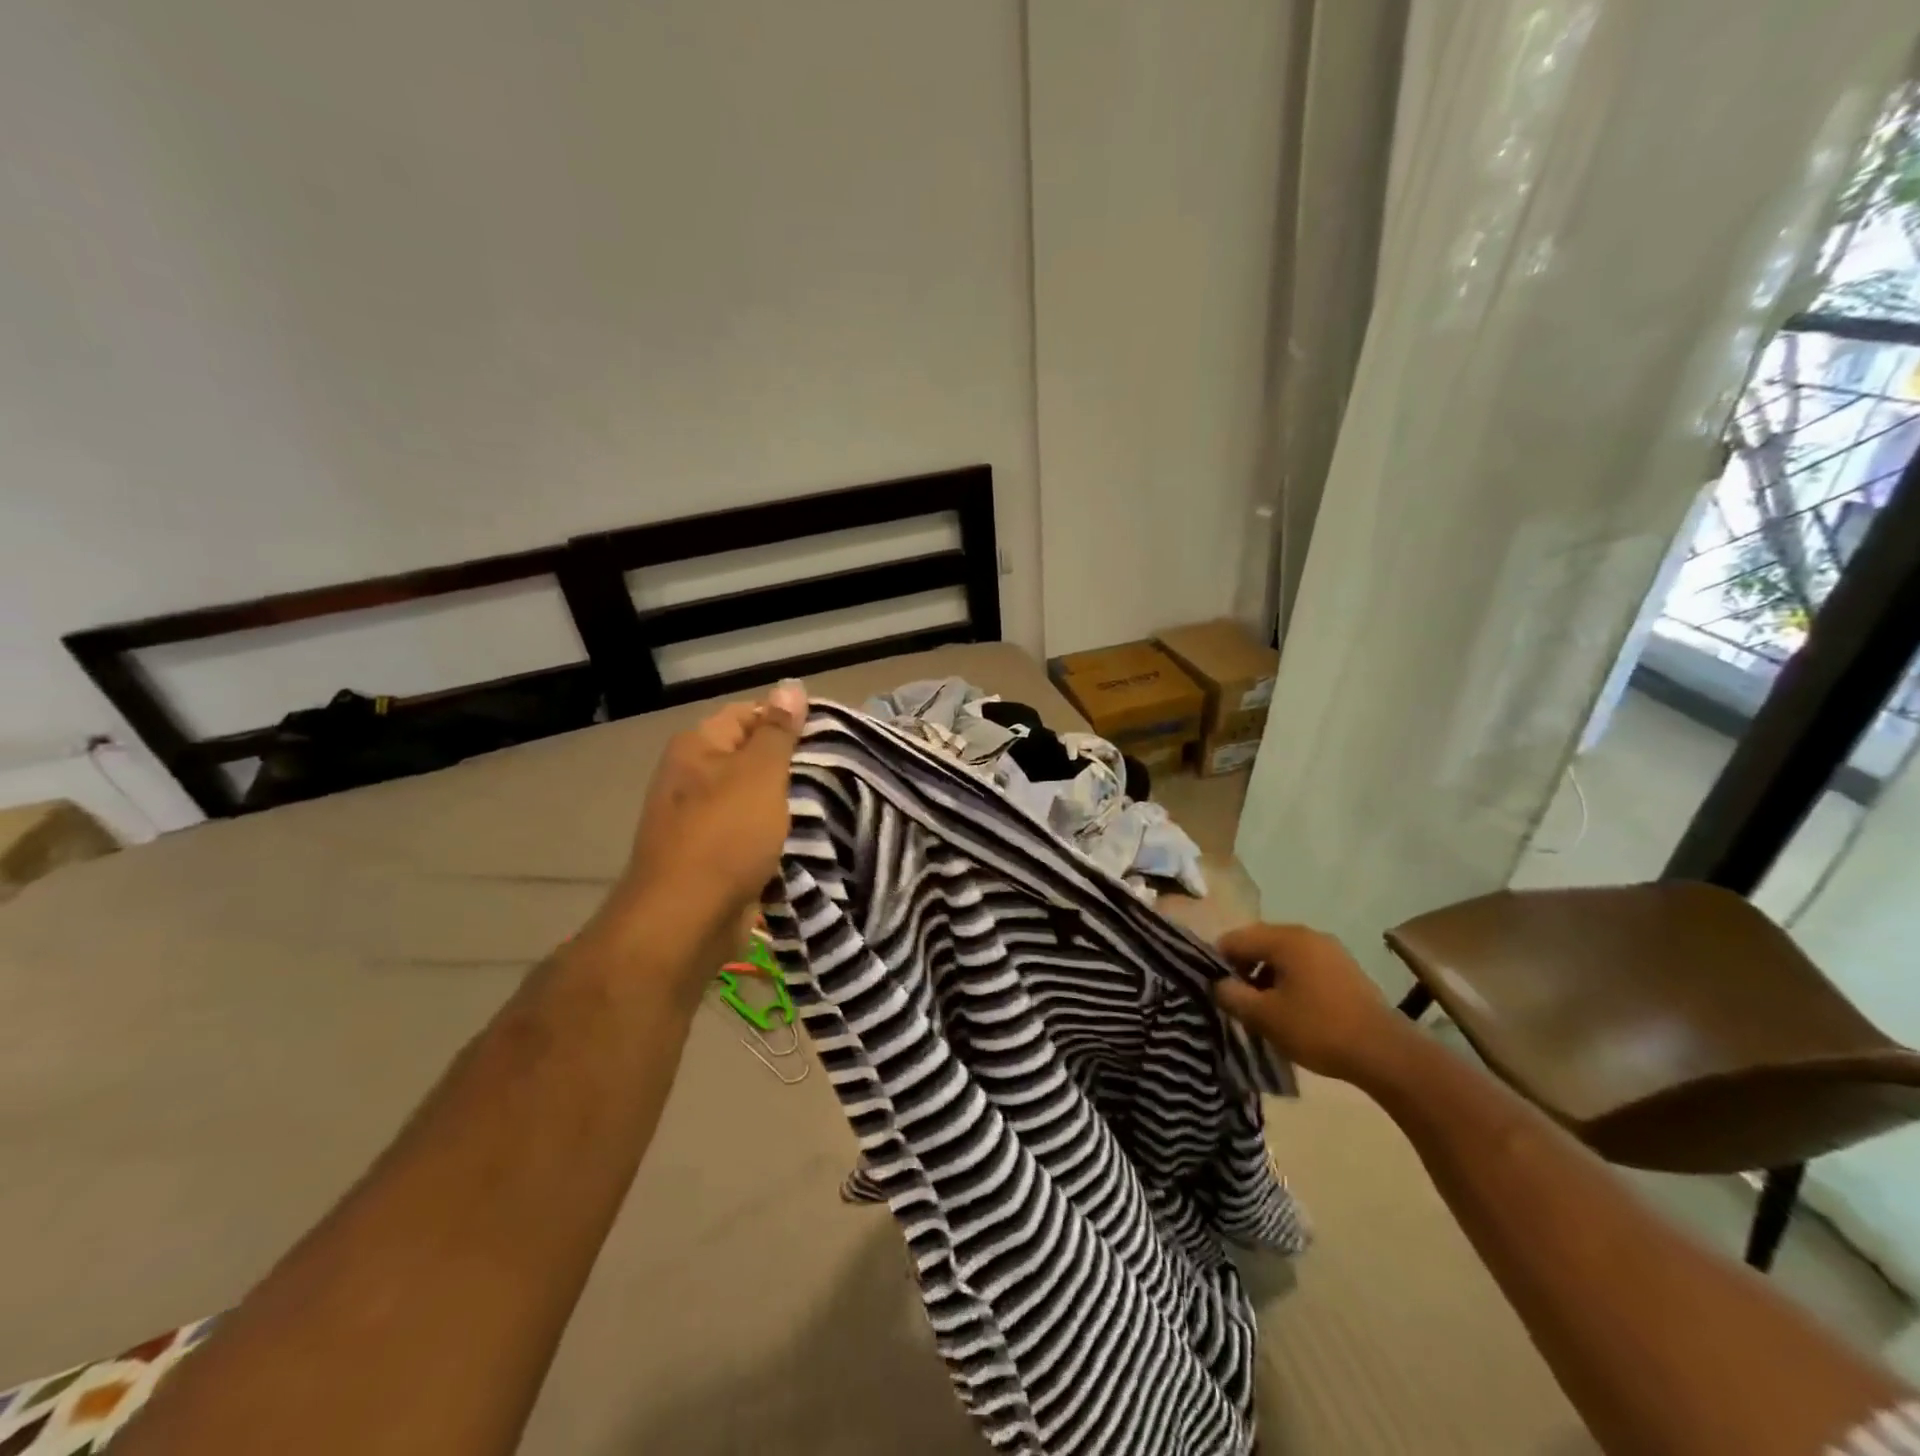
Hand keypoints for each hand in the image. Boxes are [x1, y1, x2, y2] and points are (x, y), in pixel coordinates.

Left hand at [589, 682, 807, 994]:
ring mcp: (700, 819)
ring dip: (788, 803)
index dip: (789, 720)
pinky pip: (752, 833)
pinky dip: (777, 835)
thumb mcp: (759, 774)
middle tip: (839, 769)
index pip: (750, 713)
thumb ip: (778, 731)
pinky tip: (809, 838)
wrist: (686, 920)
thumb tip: (790, 685)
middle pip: (752, 756)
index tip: (830, 736)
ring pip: (756, 798)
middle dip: (793, 764)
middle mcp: (693, 776)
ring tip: (834, 801)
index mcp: (698, 747)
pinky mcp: (713, 855)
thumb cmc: (724, 836)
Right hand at [1212, 922, 1417, 1085]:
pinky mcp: (1345, 968)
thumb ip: (1232, 996)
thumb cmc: (1318, 1029)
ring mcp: (1330, 950)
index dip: (1218, 962)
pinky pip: (1304, 966)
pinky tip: (1293, 1009)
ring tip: (1265, 1009)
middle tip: (1238, 1001)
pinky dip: (1290, 981)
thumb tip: (1218, 984)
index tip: (1215, 990)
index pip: (1234, 939)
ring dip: (1267, 976)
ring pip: (1282, 956)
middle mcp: (1306, 934)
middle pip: (1259, 943)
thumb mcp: (1265, 1017)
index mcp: (1285, 939)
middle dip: (1243, 969)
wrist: (1386, 1053)